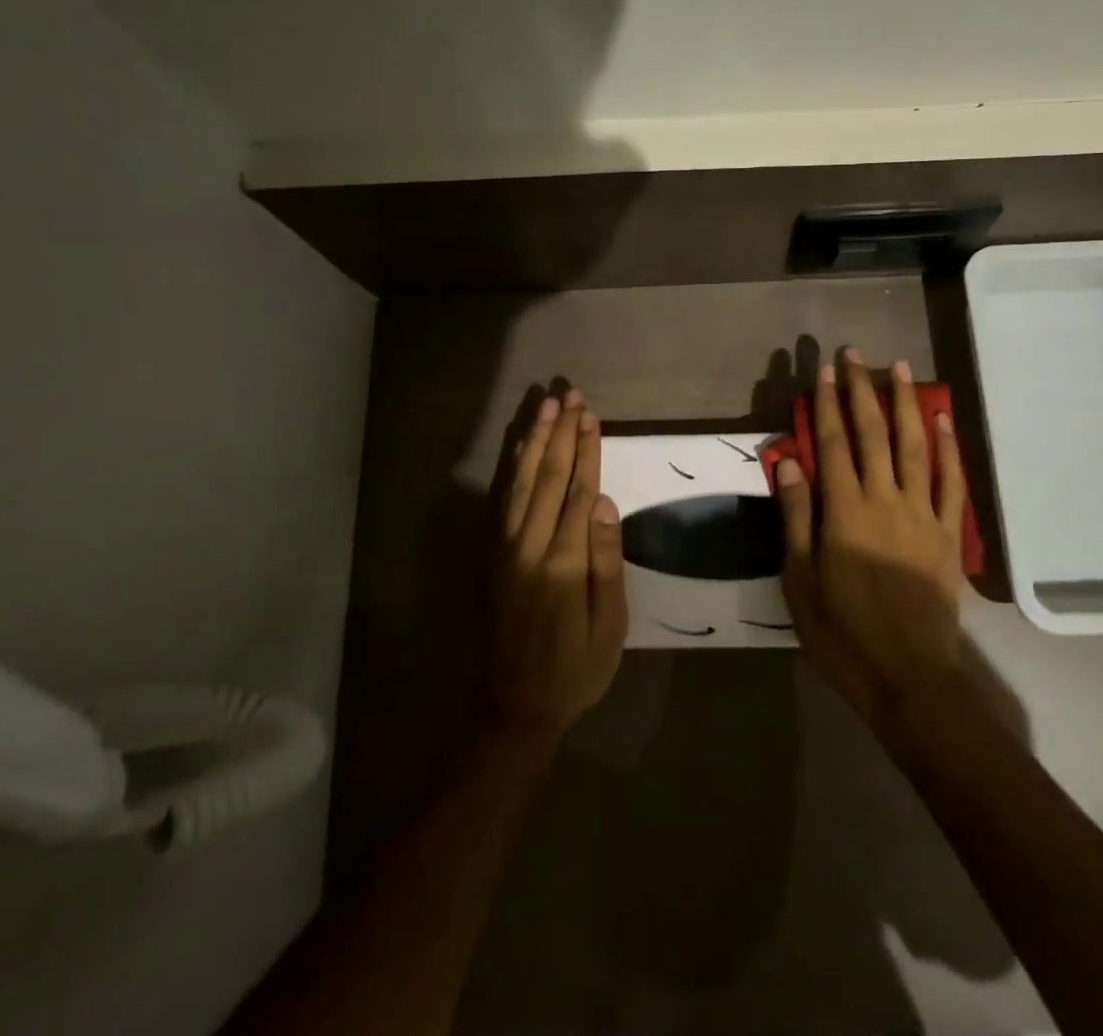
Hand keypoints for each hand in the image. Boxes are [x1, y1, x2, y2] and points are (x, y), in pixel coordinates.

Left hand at [490, 388, 627, 746]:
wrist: (516, 706)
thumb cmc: (576, 669)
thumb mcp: (608, 626)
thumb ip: (604, 562)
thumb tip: (603, 502)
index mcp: (561, 563)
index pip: (576, 492)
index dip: (585, 451)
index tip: (591, 415)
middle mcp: (528, 546)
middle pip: (546, 477)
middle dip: (560, 433)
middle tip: (570, 395)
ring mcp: (505, 549)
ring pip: (520, 481)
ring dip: (535, 440)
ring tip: (546, 407)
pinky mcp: (493, 555)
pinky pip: (502, 500)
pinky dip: (511, 467)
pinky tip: (520, 446)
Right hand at [774, 351, 967, 725]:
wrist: (909, 677)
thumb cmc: (842, 632)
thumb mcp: (799, 579)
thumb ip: (796, 516)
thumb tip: (787, 461)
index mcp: (844, 511)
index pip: (832, 443)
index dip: (825, 403)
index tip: (822, 370)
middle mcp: (885, 501)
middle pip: (873, 434)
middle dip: (862, 390)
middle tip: (856, 354)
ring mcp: (923, 515)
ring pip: (915, 447)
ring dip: (906, 404)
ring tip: (901, 369)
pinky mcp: (948, 534)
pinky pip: (952, 482)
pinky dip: (948, 448)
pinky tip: (942, 420)